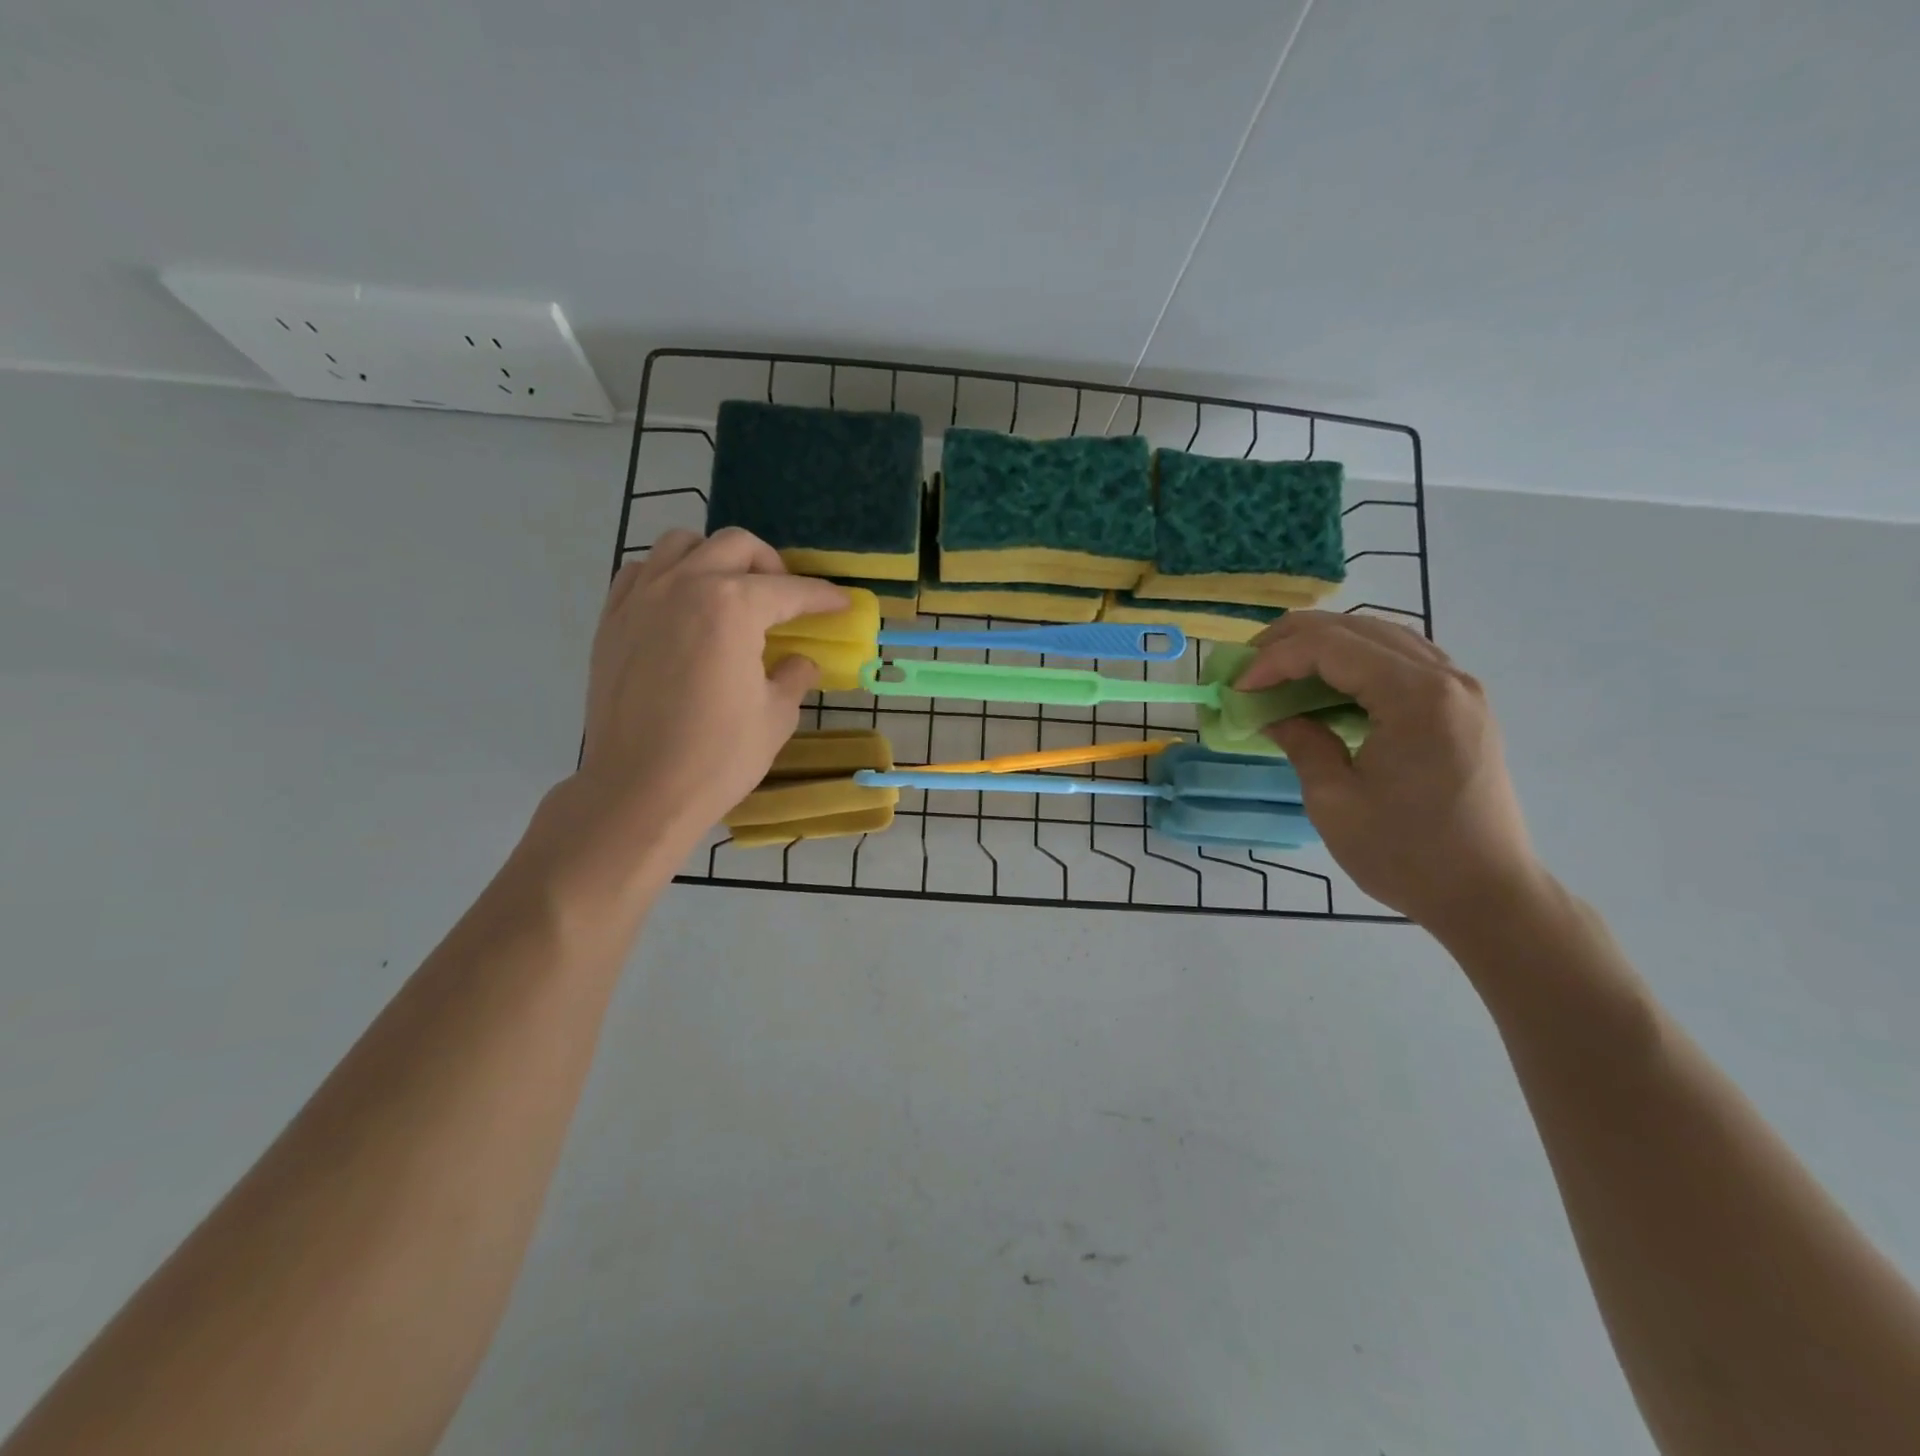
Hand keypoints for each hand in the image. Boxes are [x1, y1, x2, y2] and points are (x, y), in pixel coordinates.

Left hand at [570, 528, 845, 856]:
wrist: (638, 791)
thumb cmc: (717, 757)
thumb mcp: (775, 717)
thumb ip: (792, 677)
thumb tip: (800, 662)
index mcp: (732, 607)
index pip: (790, 590)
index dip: (823, 596)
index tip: (841, 603)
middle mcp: (685, 585)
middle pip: (736, 547)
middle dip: (771, 566)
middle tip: (786, 599)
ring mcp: (642, 598)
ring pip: (683, 544)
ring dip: (716, 559)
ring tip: (730, 592)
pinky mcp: (612, 619)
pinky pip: (643, 571)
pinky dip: (670, 575)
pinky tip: (682, 606)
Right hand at [1236, 613, 1542, 932]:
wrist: (1486, 895)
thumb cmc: (1405, 853)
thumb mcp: (1333, 800)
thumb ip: (1301, 742)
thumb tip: (1273, 715)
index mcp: (1416, 697)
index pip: (1330, 647)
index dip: (1274, 660)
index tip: (1237, 688)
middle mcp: (1445, 678)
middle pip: (1358, 628)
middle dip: (1294, 640)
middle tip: (1249, 667)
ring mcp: (1461, 690)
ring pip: (1382, 637)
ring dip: (1326, 646)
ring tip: (1281, 669)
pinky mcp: (1463, 708)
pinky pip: (1403, 662)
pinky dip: (1358, 663)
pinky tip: (1329, 687)